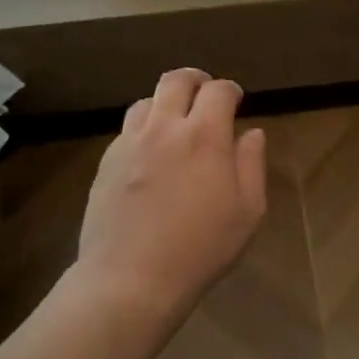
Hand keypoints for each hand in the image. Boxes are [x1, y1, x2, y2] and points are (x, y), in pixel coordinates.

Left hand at [75, 68, 266, 324]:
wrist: (131, 278)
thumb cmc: (200, 249)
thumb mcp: (247, 212)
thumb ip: (252, 165)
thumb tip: (251, 133)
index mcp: (204, 137)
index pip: (218, 91)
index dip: (230, 90)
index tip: (236, 100)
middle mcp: (164, 128)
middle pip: (176, 81)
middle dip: (195, 80)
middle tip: (205, 93)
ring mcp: (130, 143)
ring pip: (146, 101)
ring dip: (165, 103)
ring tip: (175, 122)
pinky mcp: (106, 162)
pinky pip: (127, 130)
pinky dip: (144, 128)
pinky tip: (150, 153)